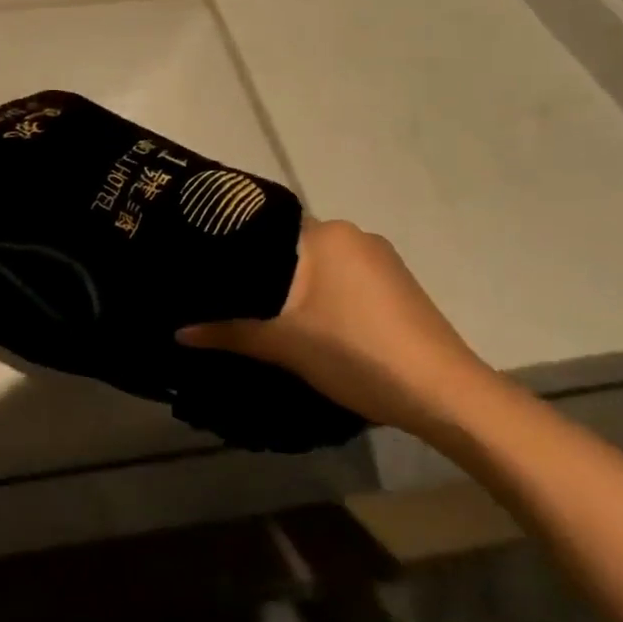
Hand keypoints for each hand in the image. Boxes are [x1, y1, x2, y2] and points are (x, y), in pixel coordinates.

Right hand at [180, 219, 490, 438]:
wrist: (444, 392)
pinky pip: (347, 280)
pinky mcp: (400, 286)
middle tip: (231, 298)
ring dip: (298, 287)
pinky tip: (316, 326)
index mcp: (326, 233)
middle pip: (294, 247)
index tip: (209, 269)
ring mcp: (382, 260)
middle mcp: (355, 234)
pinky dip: (326, 296)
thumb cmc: (355, 352)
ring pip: (322, 266)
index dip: (236, 249)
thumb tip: (178, 331)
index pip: (266, 228)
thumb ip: (229, 332)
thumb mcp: (284, 344)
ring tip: (269, 316)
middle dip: (266, 272)